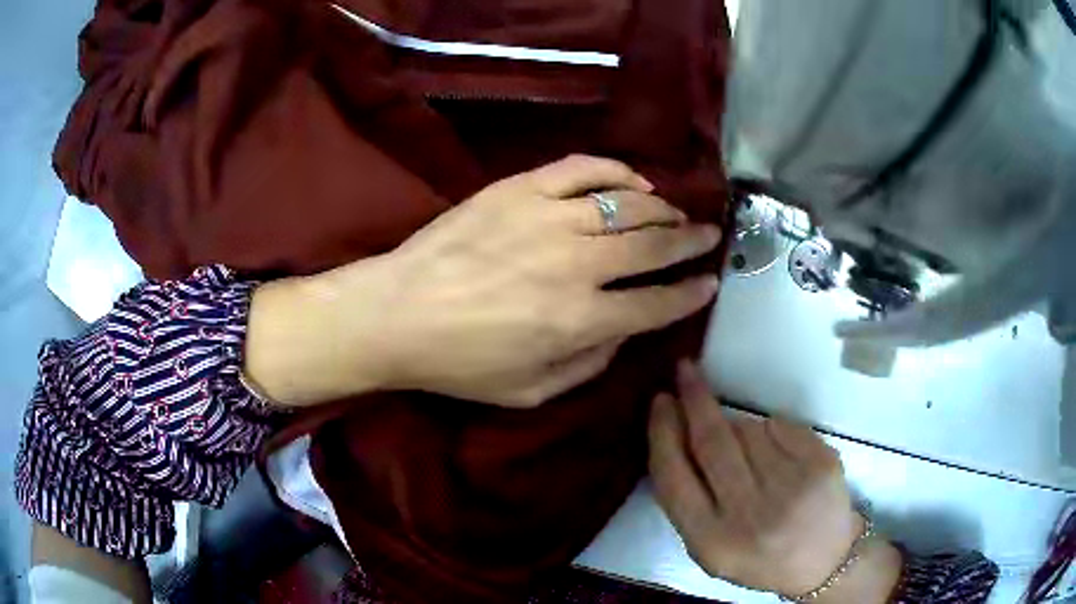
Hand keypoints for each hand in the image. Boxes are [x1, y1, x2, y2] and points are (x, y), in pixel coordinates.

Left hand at [246, 156, 720, 407]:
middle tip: (709, 236)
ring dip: (662, 209)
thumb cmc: (459, 363)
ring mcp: (548, 218)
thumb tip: (623, 331)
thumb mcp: (530, 393)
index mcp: (580, 321)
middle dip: (691, 242)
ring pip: (627, 205)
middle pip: (653, 246)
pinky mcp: (520, 188)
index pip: (657, 304)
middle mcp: (576, 265)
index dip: (691, 294)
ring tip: (676, 214)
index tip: (710, 283)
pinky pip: (583, 168)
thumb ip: (590, 365)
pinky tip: (634, 181)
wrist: (396, 313)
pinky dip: (617, 171)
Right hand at [648, 361, 900, 601]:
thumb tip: (680, 429)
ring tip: (749, 452)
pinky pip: (780, 426)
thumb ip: (689, 500)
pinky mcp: (821, 465)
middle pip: (712, 441)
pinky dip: (771, 430)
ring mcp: (791, 487)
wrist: (824, 561)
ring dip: (739, 427)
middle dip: (694, 399)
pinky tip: (777, 454)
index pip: (673, 477)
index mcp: (712, 542)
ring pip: (748, 429)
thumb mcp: (710, 547)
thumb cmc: (759, 556)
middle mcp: (750, 515)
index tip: (660, 400)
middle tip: (686, 371)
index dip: (663, 432)